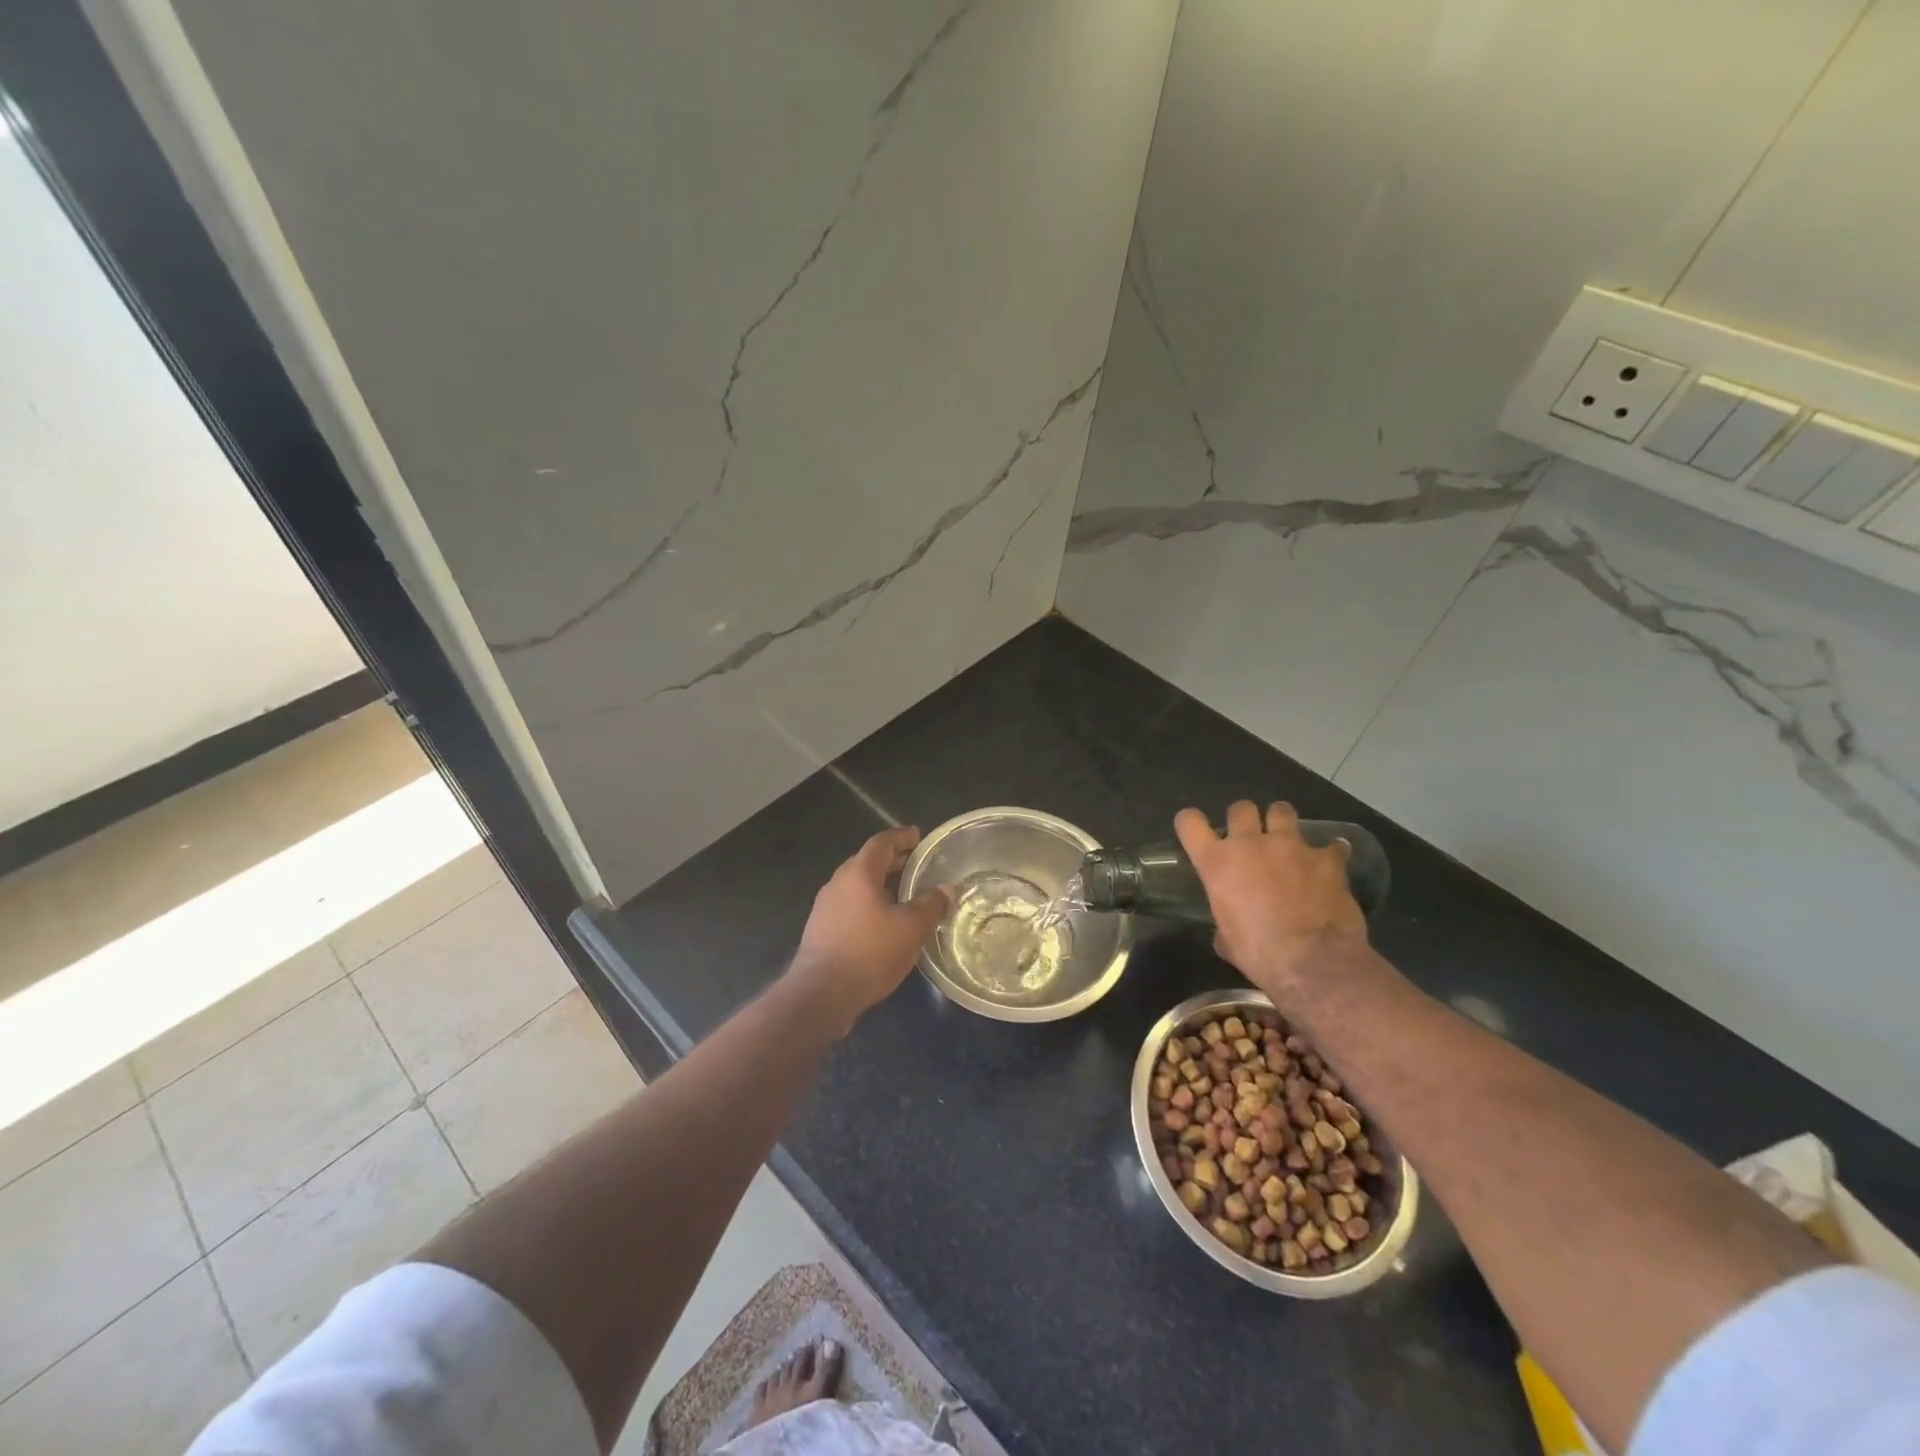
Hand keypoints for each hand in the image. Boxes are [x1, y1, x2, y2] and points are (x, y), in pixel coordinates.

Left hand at [789, 826, 952, 1032]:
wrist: (821, 995)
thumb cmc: (869, 952)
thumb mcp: (911, 928)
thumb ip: (931, 905)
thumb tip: (948, 889)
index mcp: (858, 873)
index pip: (881, 843)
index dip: (902, 837)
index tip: (918, 836)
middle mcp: (837, 883)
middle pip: (868, 862)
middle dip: (893, 862)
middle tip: (917, 865)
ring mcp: (825, 907)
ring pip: (858, 886)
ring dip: (881, 885)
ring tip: (905, 895)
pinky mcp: (821, 930)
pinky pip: (850, 906)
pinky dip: (870, 905)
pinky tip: (885, 924)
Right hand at [1174, 801, 1367, 998]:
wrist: (1314, 962)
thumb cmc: (1260, 954)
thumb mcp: (1228, 941)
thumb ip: (1225, 924)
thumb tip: (1228, 931)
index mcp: (1217, 863)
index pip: (1190, 823)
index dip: (1191, 823)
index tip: (1197, 831)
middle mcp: (1250, 844)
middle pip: (1240, 808)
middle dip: (1245, 820)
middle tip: (1251, 839)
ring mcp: (1291, 846)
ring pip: (1282, 810)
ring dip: (1282, 823)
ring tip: (1288, 841)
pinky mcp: (1326, 858)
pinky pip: (1331, 847)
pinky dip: (1330, 854)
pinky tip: (1331, 865)